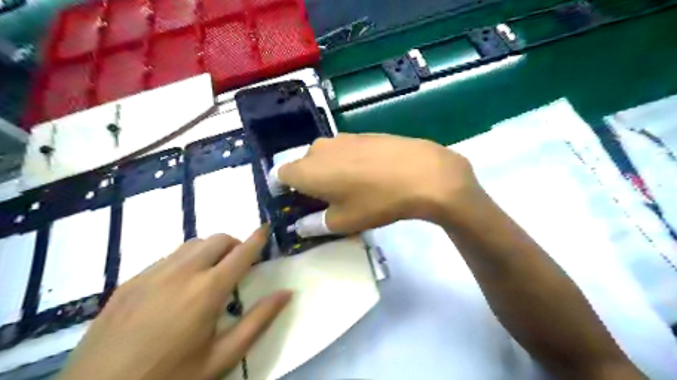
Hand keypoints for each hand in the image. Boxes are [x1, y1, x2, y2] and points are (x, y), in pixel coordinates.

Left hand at [57, 228, 287, 377]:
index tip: (266, 228)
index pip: (241, 253)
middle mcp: (181, 272)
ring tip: (211, 273)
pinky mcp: (130, 282)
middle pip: (217, 240)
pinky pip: (167, 257)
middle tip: (239, 263)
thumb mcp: (221, 357)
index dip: (257, 238)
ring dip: (210, 250)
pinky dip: (185, 260)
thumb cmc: (170, 379)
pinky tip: (179, 286)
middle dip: (234, 244)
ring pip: (192, 245)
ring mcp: (152, 274)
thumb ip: (258, 321)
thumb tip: (286, 293)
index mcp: (207, 290)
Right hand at [279, 134, 480, 234]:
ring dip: (328, 172)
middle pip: (303, 166)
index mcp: (305, 170)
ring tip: (349, 189)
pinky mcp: (362, 134)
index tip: (296, 203)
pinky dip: (346, 163)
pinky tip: (367, 175)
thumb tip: (301, 226)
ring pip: (324, 157)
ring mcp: (342, 138)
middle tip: (325, 201)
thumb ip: (314, 224)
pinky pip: (344, 151)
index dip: (284, 191)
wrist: (421, 173)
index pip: (279, 176)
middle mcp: (318, 148)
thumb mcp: (342, 222)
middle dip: (308, 183)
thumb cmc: (375, 201)